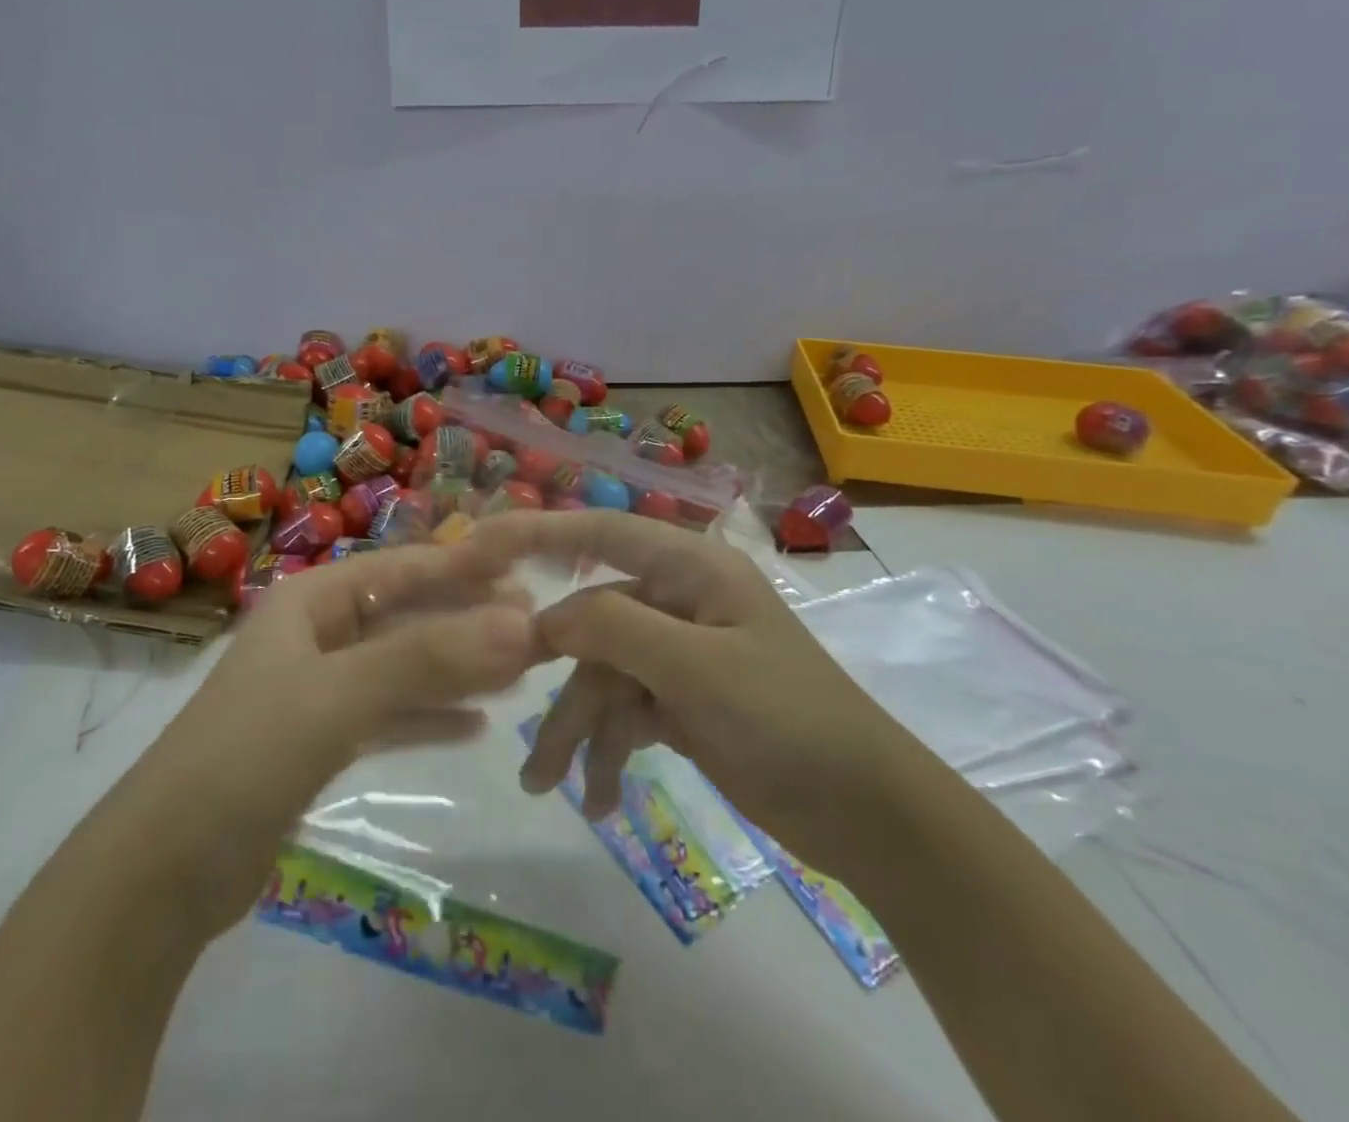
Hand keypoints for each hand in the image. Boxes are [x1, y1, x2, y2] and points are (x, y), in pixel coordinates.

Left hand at [131, 541, 538, 938]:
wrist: (163, 871)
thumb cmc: (248, 755)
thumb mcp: (340, 695)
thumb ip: (428, 657)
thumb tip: (520, 622)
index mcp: (311, 601)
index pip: (400, 569)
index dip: (461, 569)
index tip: (524, 574)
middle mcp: (316, 635)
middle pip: (405, 617)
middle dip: (466, 623)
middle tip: (535, 629)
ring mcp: (318, 690)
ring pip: (401, 668)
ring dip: (455, 671)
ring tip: (518, 675)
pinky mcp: (319, 742)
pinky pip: (388, 716)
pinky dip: (428, 718)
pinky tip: (477, 726)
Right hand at [472, 510, 923, 876]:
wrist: (869, 816)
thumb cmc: (789, 721)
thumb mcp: (697, 671)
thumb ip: (615, 628)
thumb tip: (544, 617)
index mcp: (691, 569)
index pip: (600, 532)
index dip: (538, 532)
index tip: (479, 547)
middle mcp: (679, 601)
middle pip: (593, 622)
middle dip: (559, 677)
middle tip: (508, 706)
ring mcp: (679, 654)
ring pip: (603, 676)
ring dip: (578, 729)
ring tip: (548, 787)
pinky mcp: (682, 701)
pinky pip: (625, 713)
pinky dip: (608, 750)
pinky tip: (599, 799)